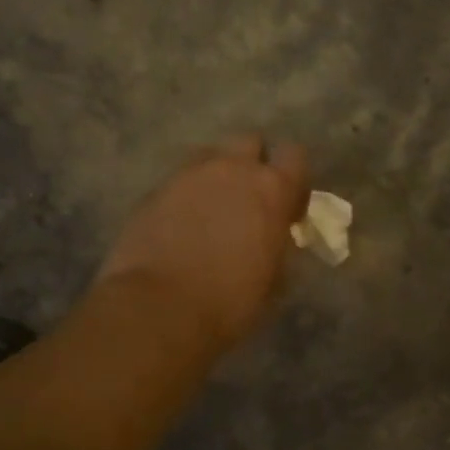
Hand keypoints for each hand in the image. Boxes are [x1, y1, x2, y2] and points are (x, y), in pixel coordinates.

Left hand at [97, 135, 310, 350]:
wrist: (160, 307)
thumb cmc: (231, 301)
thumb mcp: (274, 277)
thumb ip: (278, 243)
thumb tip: (274, 236)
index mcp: (272, 189)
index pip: (294, 155)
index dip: (293, 180)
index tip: (287, 208)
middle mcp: (232, 169)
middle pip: (250, 142)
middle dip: (252, 165)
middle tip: (248, 202)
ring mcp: (190, 175)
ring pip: (211, 157)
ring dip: (218, 175)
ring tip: (211, 211)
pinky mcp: (155, 189)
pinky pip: (180, 181)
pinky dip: (187, 196)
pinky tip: (181, 226)